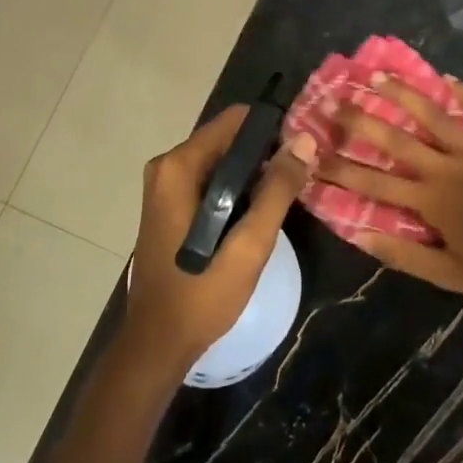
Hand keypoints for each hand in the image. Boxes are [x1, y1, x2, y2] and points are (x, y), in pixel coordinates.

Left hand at [123, 105, 317, 371]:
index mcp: (179, 167)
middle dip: (265, 152)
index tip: (303, 148)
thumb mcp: (249, 245)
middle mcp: (167, 166)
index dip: (272, 128)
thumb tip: (305, 141)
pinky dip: (236, 187)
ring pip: (221, 160)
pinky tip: (261, 210)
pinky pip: (210, 179)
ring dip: (254, 172)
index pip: (234, 120)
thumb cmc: (202, 294)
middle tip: (301, 175)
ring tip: (289, 192)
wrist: (158, 341)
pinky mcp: (169, 203)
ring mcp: (165, 185)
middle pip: (227, 138)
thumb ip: (277, 190)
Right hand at [316, 77, 462, 307]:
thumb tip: (360, 235)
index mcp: (431, 201)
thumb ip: (403, 253)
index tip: (314, 155)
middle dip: (362, 120)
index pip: (374, 183)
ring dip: (406, 95)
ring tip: (379, 75)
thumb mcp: (448, 274)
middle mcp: (448, 169)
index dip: (341, 169)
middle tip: (335, 100)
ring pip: (436, 117)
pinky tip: (451, 79)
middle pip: (397, 139)